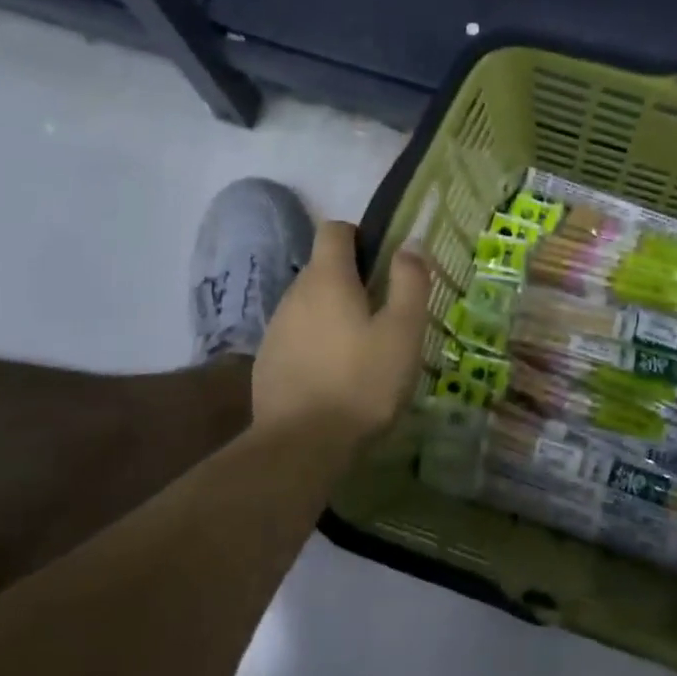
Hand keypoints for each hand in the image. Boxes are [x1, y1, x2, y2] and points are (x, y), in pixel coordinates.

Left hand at [252, 221, 429, 444]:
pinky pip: (297, 337)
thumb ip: (410, 282)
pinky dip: (316, 343)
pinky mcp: (267, 362)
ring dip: (333, 314)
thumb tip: (410, 244)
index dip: (359, 236)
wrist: (302, 445)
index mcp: (327, 279)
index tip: (383, 263)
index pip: (334, 230)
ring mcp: (276, 329)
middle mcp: (294, 294)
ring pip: (309, 305)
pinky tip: (334, 376)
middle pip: (323, 269)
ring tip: (362, 350)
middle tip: (384, 314)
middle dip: (351, 280)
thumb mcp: (402, 332)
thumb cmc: (362, 383)